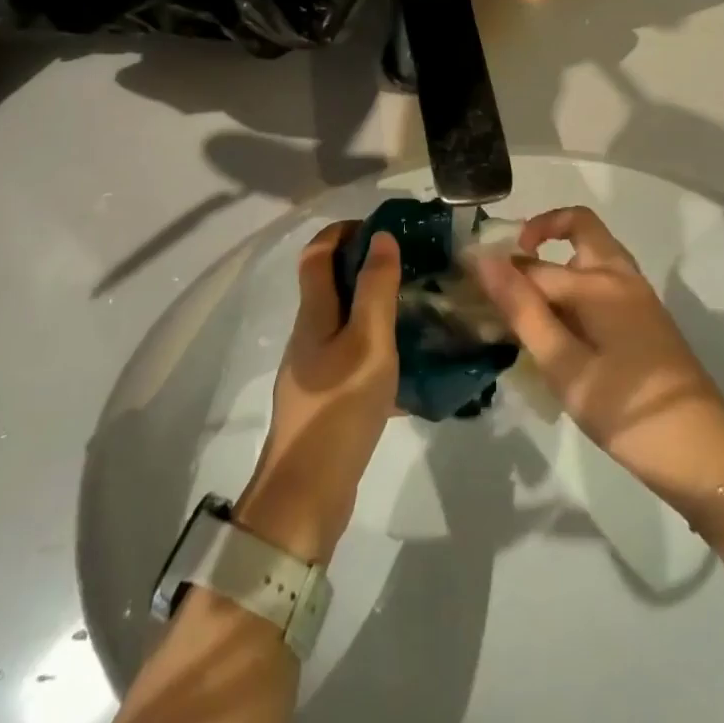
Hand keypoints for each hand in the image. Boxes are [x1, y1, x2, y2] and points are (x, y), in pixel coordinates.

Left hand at [235, 222, 399, 564]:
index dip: (343, 231)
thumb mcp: (368, 342)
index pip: (317, 253)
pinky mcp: (326, 398)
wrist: (307, 494)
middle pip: (329, 284)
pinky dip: (377, 345)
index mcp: (314, 314)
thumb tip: (381, 237)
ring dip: (373, 305)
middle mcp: (309, 334)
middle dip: (364, 265)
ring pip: (344, 320)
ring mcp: (315, 369)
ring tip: (415, 306)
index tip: (382, 228)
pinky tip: (409, 362)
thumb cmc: (339, 408)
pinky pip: (352, 355)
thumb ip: (376, 289)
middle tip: (410, 265)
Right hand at [473, 206, 723, 512]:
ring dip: (558, 261)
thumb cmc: (625, 409)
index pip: (533, 264)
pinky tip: (557, 328)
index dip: (497, 270)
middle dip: (541, 234)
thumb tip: (485, 259)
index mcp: (598, 281)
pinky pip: (602, 281)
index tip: (465, 283)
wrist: (702, 451)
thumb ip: (523, 310)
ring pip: (591, 254)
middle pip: (578, 227)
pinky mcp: (643, 317)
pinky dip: (575, 285)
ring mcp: (636, 294)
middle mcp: (619, 275)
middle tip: (508, 268)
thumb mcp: (564, 365)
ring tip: (526, 302)